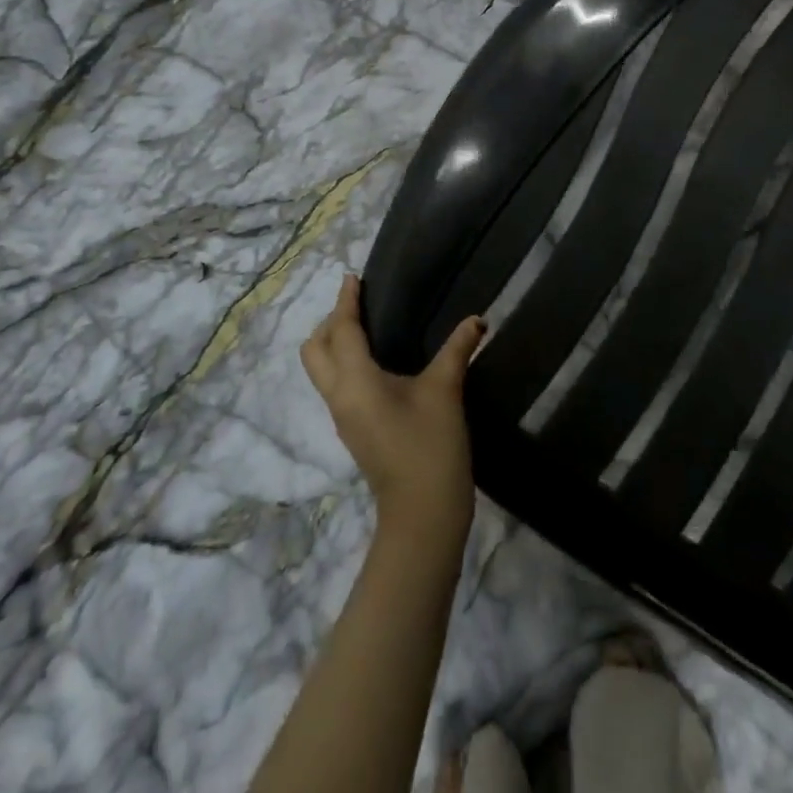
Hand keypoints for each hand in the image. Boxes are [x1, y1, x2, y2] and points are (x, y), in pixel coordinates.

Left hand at [301, 274, 485, 543]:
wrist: (423, 515)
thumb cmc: (431, 447)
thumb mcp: (445, 391)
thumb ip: (457, 350)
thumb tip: (477, 320)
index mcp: (355, 381)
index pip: (342, 330)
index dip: (346, 302)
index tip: (352, 277)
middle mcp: (339, 396)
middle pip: (315, 349)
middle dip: (331, 322)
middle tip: (360, 305)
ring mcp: (343, 417)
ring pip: (322, 369)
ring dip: (334, 343)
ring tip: (366, 326)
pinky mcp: (353, 430)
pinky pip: (336, 384)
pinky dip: (344, 362)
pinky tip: (376, 361)